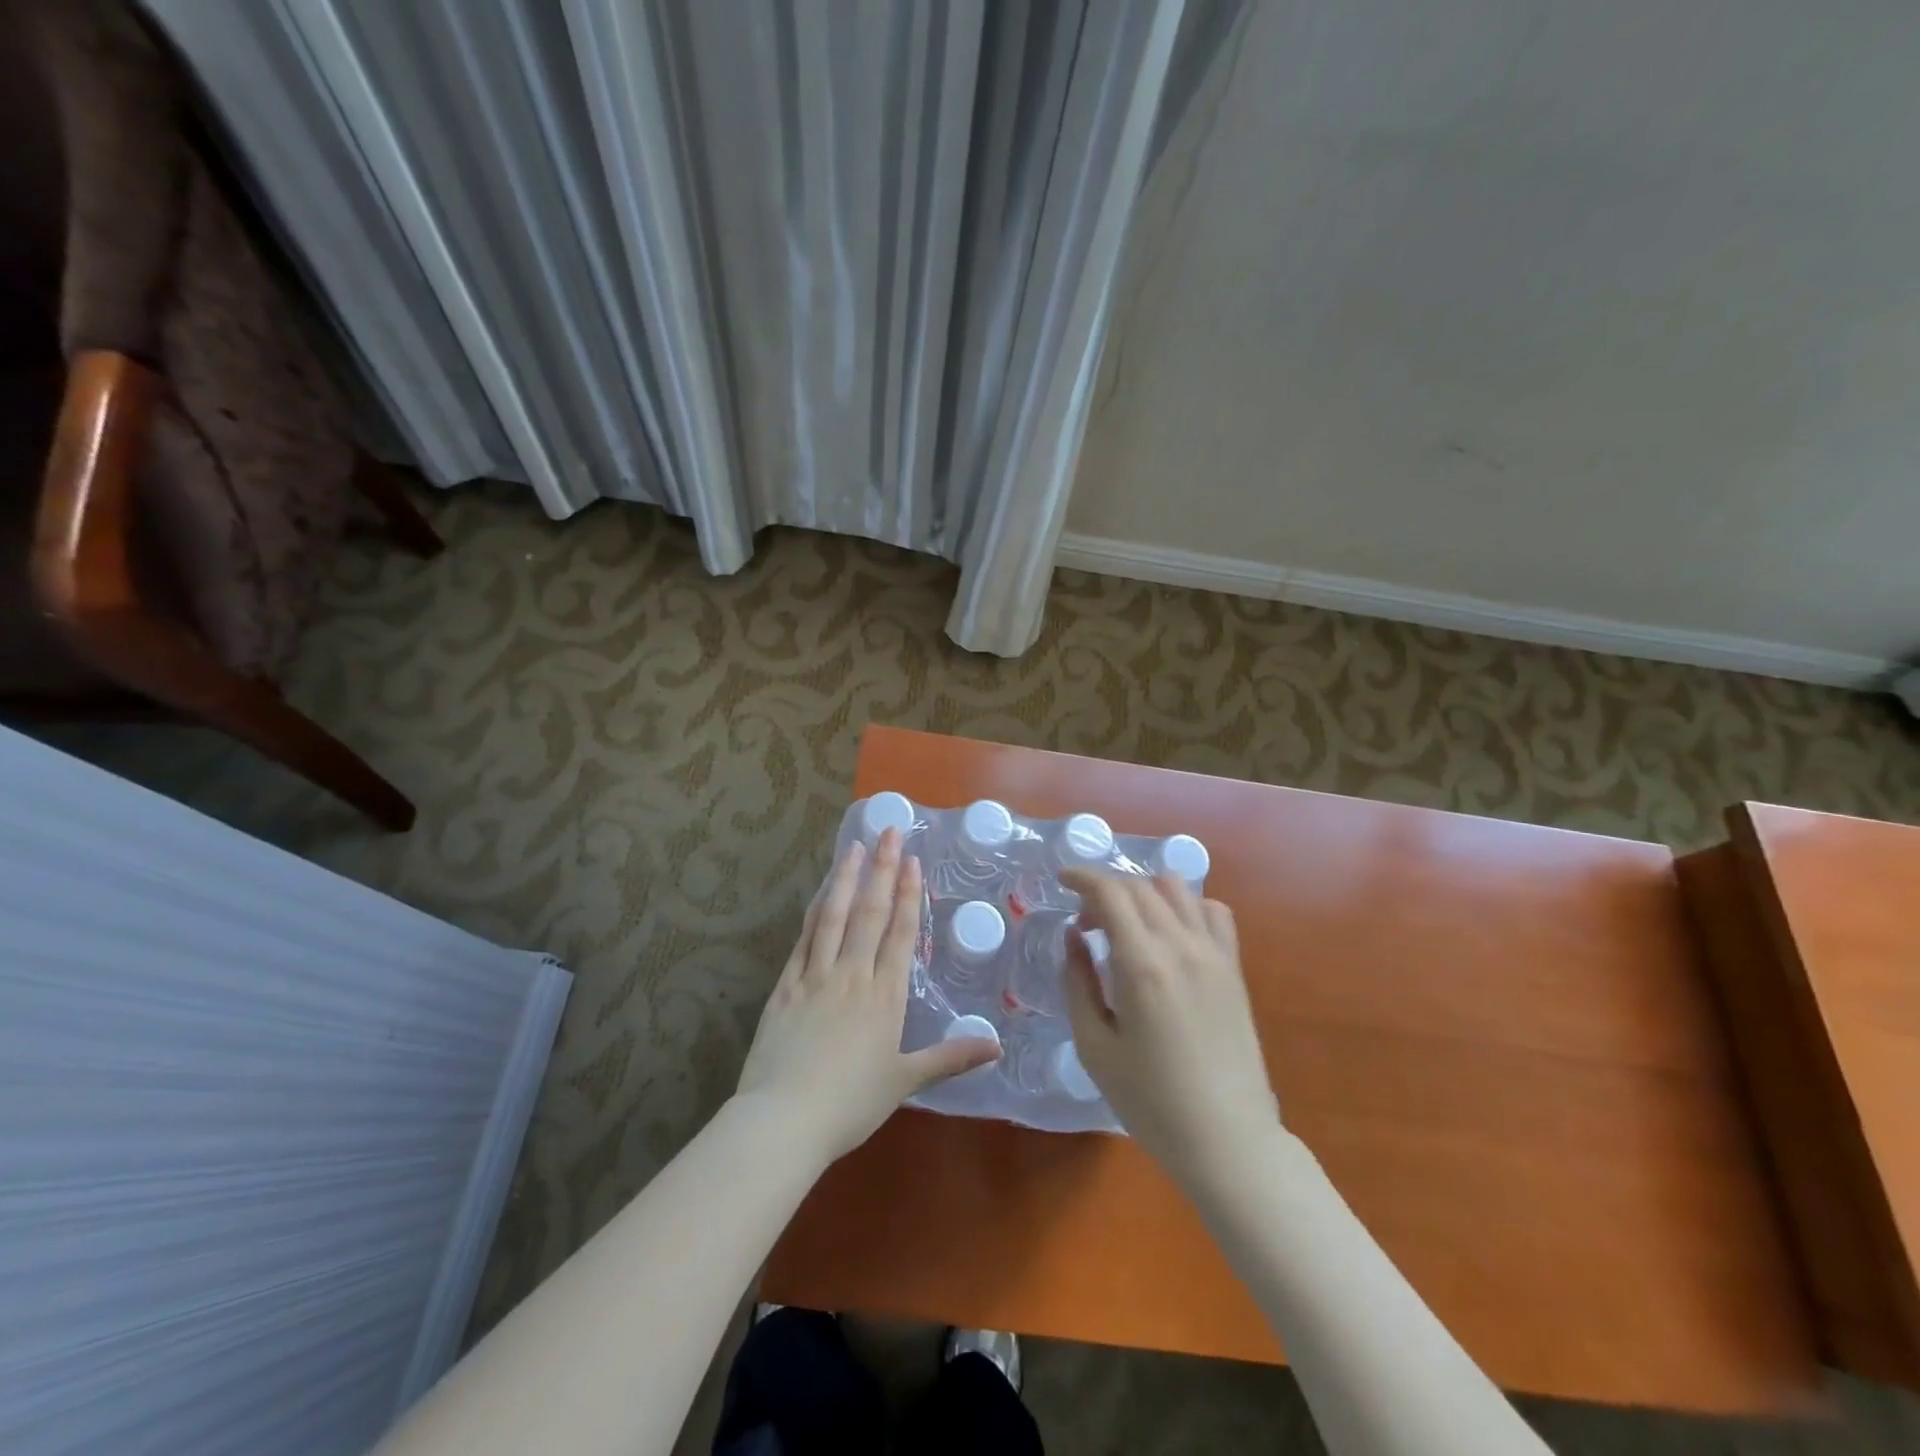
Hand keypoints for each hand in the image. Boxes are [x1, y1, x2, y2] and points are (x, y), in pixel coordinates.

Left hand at [736, 828, 1000, 1163]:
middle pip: (870, 913)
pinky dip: (814, 912)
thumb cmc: (850, 1104)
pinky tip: (820, 893)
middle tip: (888, 832)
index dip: (907, 895)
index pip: (899, 934)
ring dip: (846, 879)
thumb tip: (997, 1045)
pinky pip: (804, 939)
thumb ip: (950, 1058)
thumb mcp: (905, 1082)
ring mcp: (815, 976)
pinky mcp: (785, 986)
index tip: (911, 861)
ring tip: (854, 846)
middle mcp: (852, 975)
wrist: (784, 1119)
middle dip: (882, 870)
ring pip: (834, 916)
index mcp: (884, 996)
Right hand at [1061, 870, 1281, 1185]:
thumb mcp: (1094, 1046)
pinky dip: (1186, 906)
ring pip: (1178, 888)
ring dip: (1144, 892)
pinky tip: (1171, 933)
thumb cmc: (1150, 1101)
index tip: (1061, 880)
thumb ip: (1078, 981)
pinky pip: (1213, 912)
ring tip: (1127, 924)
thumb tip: (1074, 935)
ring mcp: (1214, 954)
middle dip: (1105, 890)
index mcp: (1142, 965)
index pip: (1110, 892)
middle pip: (1139, 885)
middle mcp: (1181, 945)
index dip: (1082, 877)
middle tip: (1086, 924)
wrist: (1227, 1140)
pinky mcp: (1234, 968)